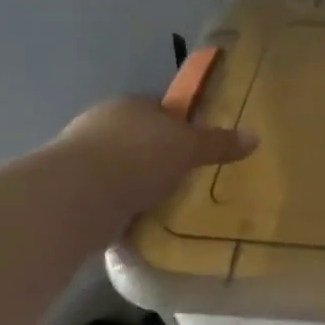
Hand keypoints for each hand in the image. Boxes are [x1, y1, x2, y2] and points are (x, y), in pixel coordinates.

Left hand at [54, 96, 257, 220]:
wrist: (77, 197)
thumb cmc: (138, 158)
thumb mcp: (189, 147)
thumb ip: (219, 143)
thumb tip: (255, 137)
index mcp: (130, 105)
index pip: (160, 110)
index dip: (180, 127)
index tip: (196, 148)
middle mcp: (101, 124)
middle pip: (139, 138)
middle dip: (158, 156)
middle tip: (185, 177)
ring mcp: (80, 157)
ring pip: (120, 167)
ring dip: (137, 182)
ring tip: (163, 203)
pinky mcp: (69, 191)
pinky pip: (106, 195)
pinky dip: (120, 205)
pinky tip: (137, 220)